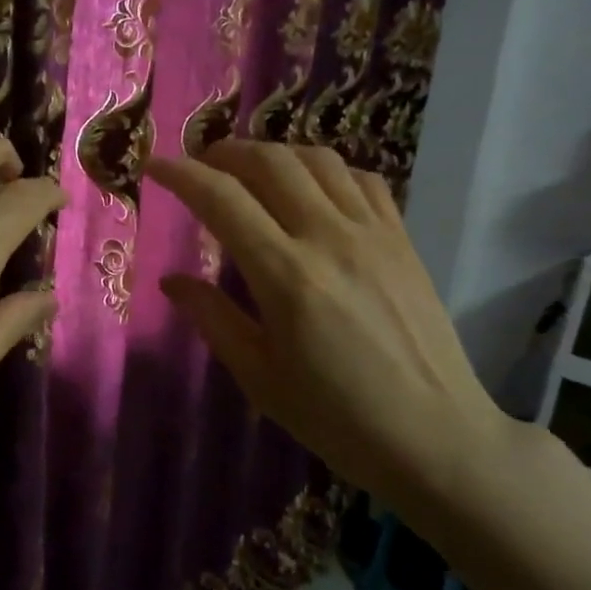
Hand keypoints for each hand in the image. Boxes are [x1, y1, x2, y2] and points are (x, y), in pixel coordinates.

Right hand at [145, 140, 523, 510]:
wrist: (435, 436)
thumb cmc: (336, 418)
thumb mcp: (259, 377)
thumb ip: (212, 318)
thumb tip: (171, 280)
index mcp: (286, 275)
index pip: (221, 199)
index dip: (181, 175)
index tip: (154, 166)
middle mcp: (329, 237)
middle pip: (270, 162)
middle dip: (225, 153)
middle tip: (200, 167)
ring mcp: (374, 232)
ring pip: (317, 159)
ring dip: (274, 153)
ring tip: (251, 172)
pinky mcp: (403, 239)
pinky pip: (362, 178)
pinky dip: (326, 170)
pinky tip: (312, 190)